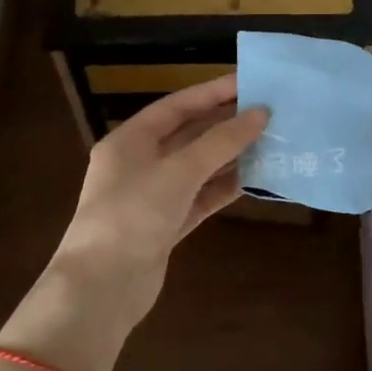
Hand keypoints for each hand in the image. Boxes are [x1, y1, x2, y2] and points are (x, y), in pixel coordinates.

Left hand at [50, 75, 267, 325]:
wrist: (101, 288)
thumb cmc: (133, 215)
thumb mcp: (178, 171)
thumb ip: (221, 142)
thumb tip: (260, 114)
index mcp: (130, 141)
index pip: (177, 106)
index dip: (212, 92)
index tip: (249, 82)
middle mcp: (139, 164)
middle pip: (188, 135)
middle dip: (225, 124)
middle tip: (268, 112)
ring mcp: (153, 196)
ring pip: (198, 167)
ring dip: (230, 156)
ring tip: (270, 141)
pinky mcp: (166, 226)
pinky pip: (200, 197)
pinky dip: (223, 188)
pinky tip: (254, 179)